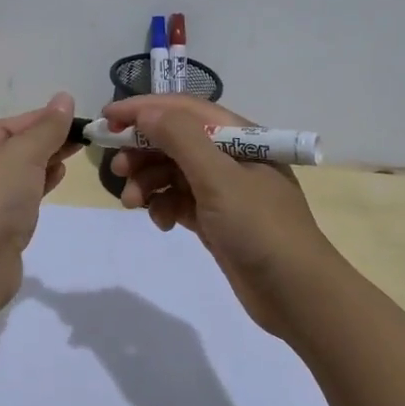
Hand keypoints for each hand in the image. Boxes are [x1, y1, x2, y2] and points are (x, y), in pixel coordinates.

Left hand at [0, 92, 79, 268]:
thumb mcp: (23, 153)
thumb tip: (64, 98)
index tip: (68, 117)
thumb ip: (46, 128)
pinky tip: (56, 181)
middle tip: (76, 137)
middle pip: (8, 153)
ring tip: (70, 157)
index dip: (36, 120)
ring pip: (15, 178)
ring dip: (42, 165)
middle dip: (42, 143)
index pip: (2, 128)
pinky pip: (19, 203)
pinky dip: (38, 189)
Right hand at [106, 95, 339, 338]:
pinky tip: (159, 222)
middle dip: (142, 150)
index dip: (143, 109)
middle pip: (174, 139)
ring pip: (172, 171)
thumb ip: (181, 139)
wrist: (298, 296)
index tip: (106, 119)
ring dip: (148, 181)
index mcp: (238, 136)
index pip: (183, 109)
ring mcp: (223, 189)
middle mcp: (230, 156)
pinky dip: (163, 206)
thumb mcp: (219, 178)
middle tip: (117, 168)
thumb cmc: (260, 228)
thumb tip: (146, 112)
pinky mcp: (216, 218)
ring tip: (131, 203)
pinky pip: (178, 200)